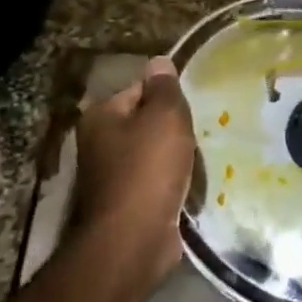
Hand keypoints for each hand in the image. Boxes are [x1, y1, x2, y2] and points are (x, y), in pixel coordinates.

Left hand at [73, 56, 195, 280]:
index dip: (168, 97)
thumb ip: (164, 88)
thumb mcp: (164, 118)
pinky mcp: (126, 205)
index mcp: (101, 116)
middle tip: (202, 133)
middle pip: (145, 123)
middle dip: (173, 130)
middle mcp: (98, 143)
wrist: (133, 240)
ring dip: (176, 159)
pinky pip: (155, 183)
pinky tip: (191, 187)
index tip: (193, 109)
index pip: (139, 90)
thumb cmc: (147, 170)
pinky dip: (172, 184)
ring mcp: (110, 177)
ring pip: (152, 155)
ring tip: (202, 160)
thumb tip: (159, 61)